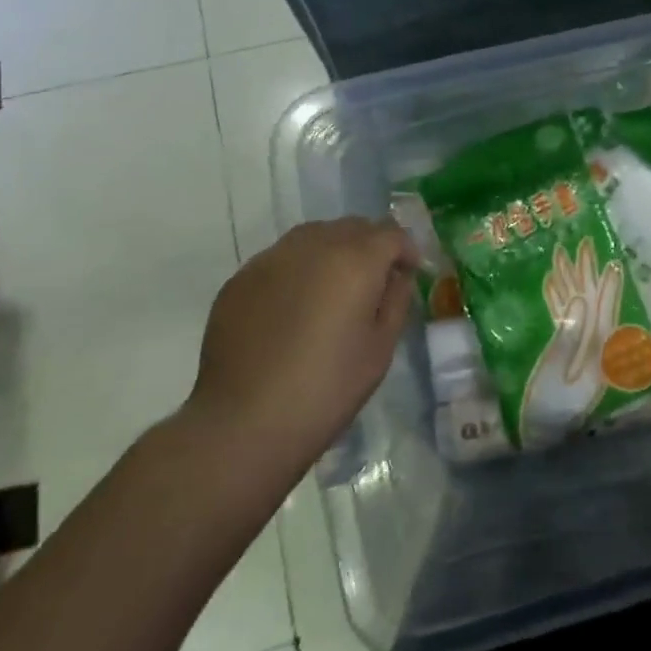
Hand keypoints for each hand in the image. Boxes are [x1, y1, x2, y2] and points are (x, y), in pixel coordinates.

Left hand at [182, 218, 416, 474]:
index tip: (409, 273)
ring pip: (314, 236)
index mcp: (355, 260)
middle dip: (370, 246)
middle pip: (352, 227)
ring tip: (332, 290)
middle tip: (373, 282)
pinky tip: (294, 307)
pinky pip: (281, 258)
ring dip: (333, 251)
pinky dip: (298, 270)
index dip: (406, 250)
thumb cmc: (326, 389)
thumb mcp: (380, 349)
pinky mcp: (241, 278)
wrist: (243, 423)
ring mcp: (272, 258)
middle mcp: (314, 246)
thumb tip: (396, 276)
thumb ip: (396, 301)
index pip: (391, 234)